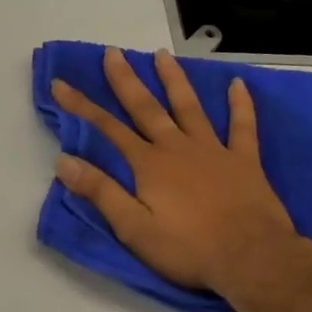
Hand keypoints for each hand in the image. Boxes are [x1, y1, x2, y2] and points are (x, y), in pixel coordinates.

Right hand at [50, 47, 306, 301]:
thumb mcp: (134, 228)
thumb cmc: (188, 249)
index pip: (107, 129)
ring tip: (162, 55)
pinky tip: (239, 84)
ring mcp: (214, 150)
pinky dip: (241, 104)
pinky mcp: (244, 160)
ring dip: (174, 80)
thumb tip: (64, 161)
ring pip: (190, 106)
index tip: (60, 84)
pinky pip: (243, 125)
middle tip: (113, 52)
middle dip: (126, 80)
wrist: (251, 258)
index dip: (81, 106)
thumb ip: (100, 192)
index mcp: (148, 165)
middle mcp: (177, 147)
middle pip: (146, 108)